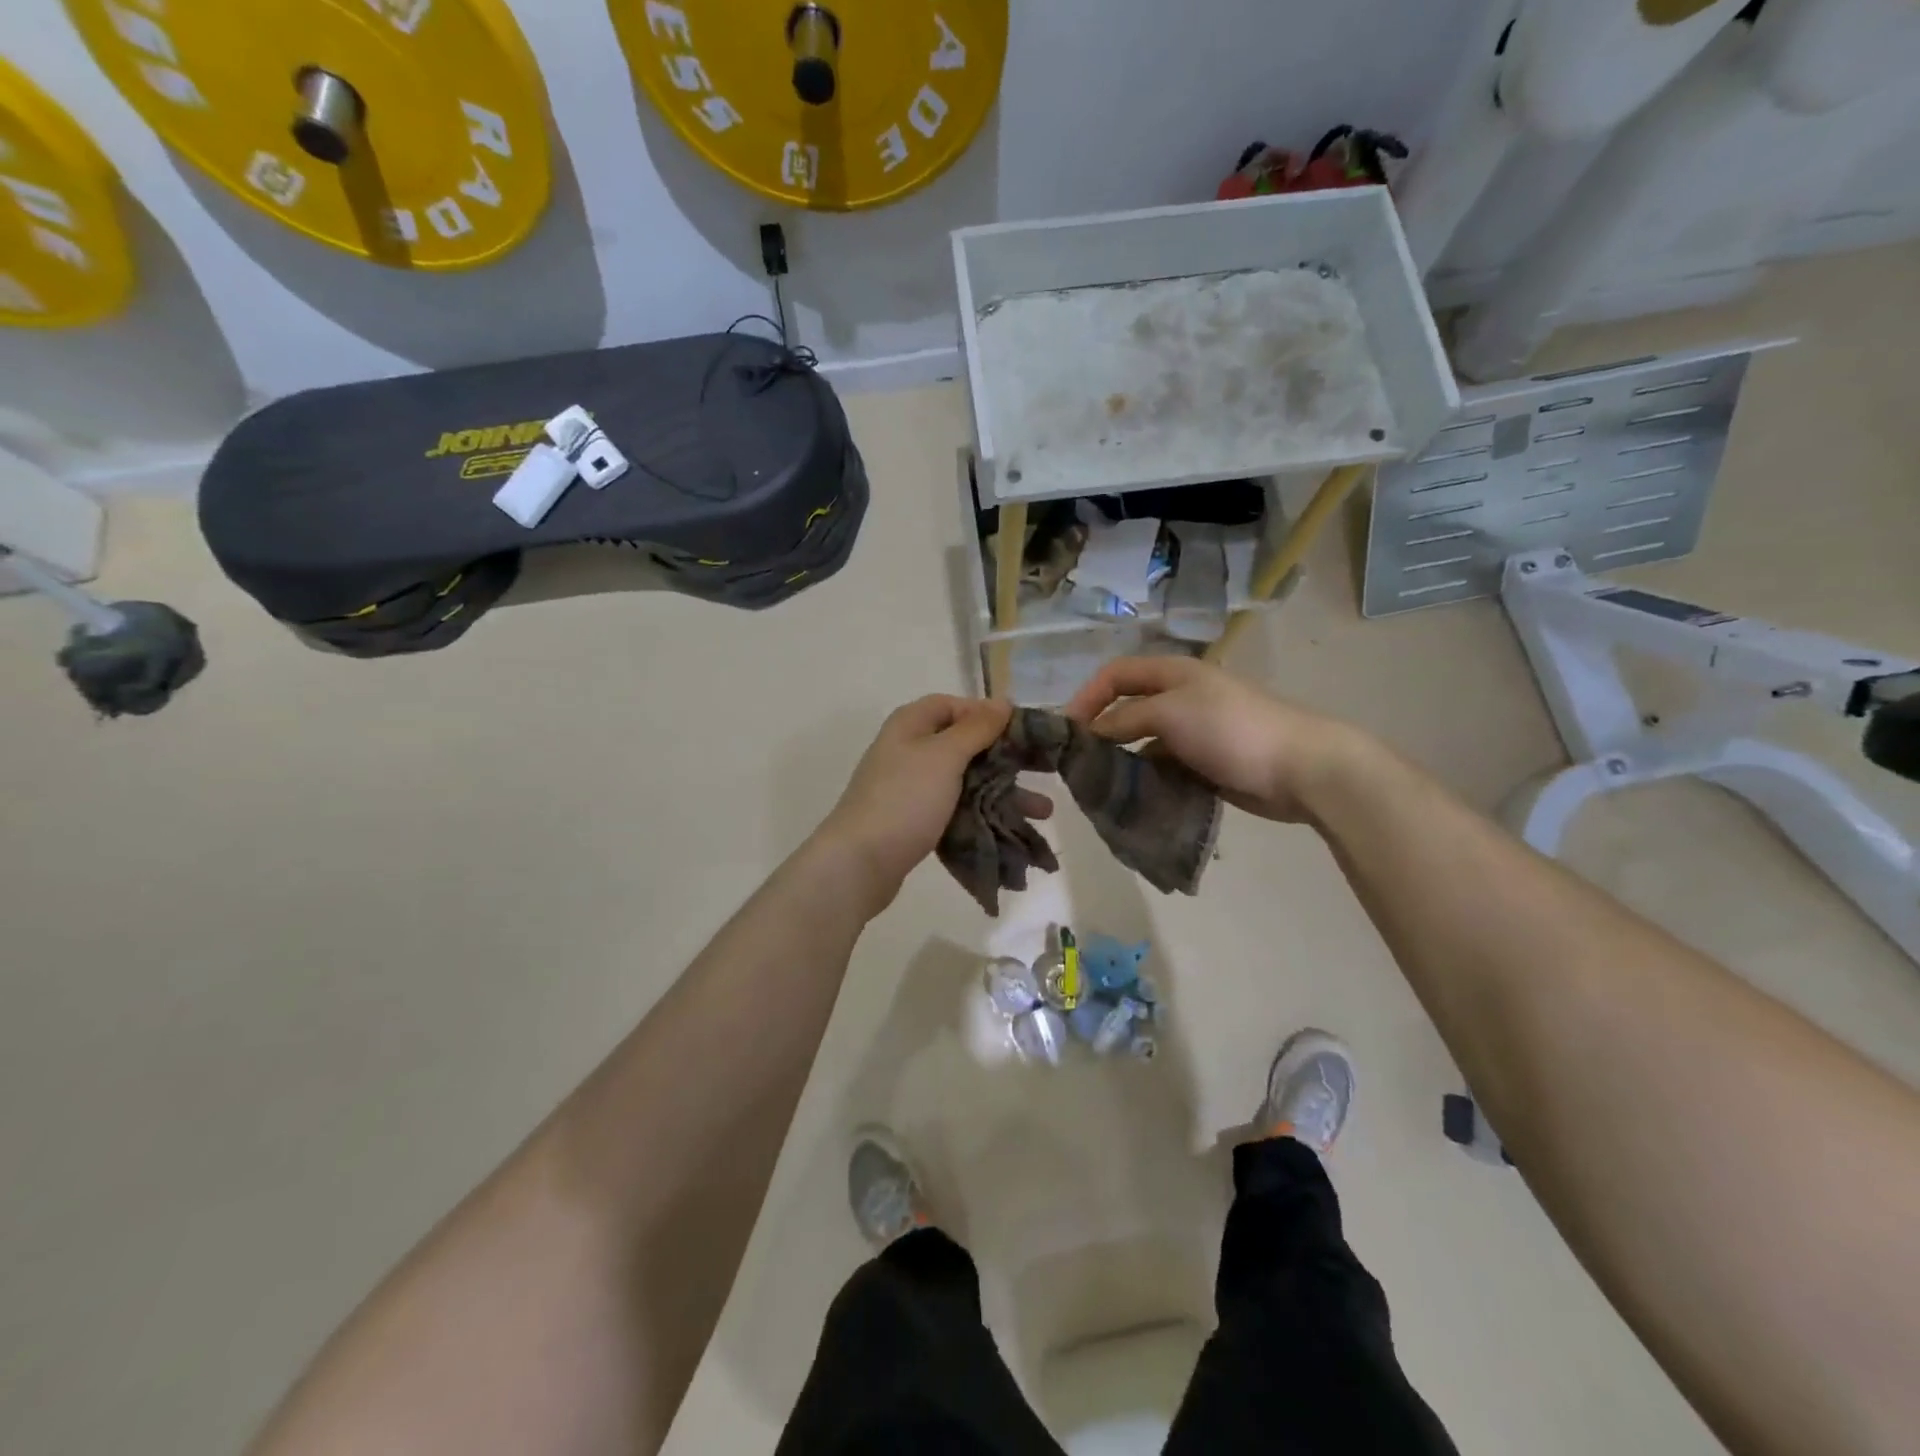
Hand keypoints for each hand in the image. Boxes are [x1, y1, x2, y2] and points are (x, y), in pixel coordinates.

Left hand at [816, 695, 1051, 915]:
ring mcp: (911, 788)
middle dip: (1006, 760)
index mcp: (911, 725)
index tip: (1021, 731)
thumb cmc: (904, 800)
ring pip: (966, 782)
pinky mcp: (915, 821)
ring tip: (1043, 812)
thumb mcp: (943, 756)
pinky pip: (957, 810)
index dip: (986, 714)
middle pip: (965, 745)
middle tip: (1044, 771)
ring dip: (1004, 793)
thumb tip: (1002, 702)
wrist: (859, 863)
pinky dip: (984, 816)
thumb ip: (976, 728)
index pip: (953, 705)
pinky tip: (1013, 830)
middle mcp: (909, 751)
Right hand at [1064, 657, 1357, 822]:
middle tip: (1079, 762)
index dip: (1087, 696)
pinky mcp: (1205, 764)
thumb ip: (1125, 720)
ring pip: (1143, 743)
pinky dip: (1147, 779)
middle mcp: (1180, 698)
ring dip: (1122, 760)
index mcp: (1173, 673)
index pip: (1116, 675)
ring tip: (1101, 785)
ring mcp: (1194, 732)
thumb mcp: (1170, 714)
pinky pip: (1164, 768)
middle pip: (1127, 709)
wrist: (1300, 767)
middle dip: (1101, 731)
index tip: (1066, 730)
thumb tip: (1091, 733)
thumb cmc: (1231, 729)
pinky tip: (1134, 798)